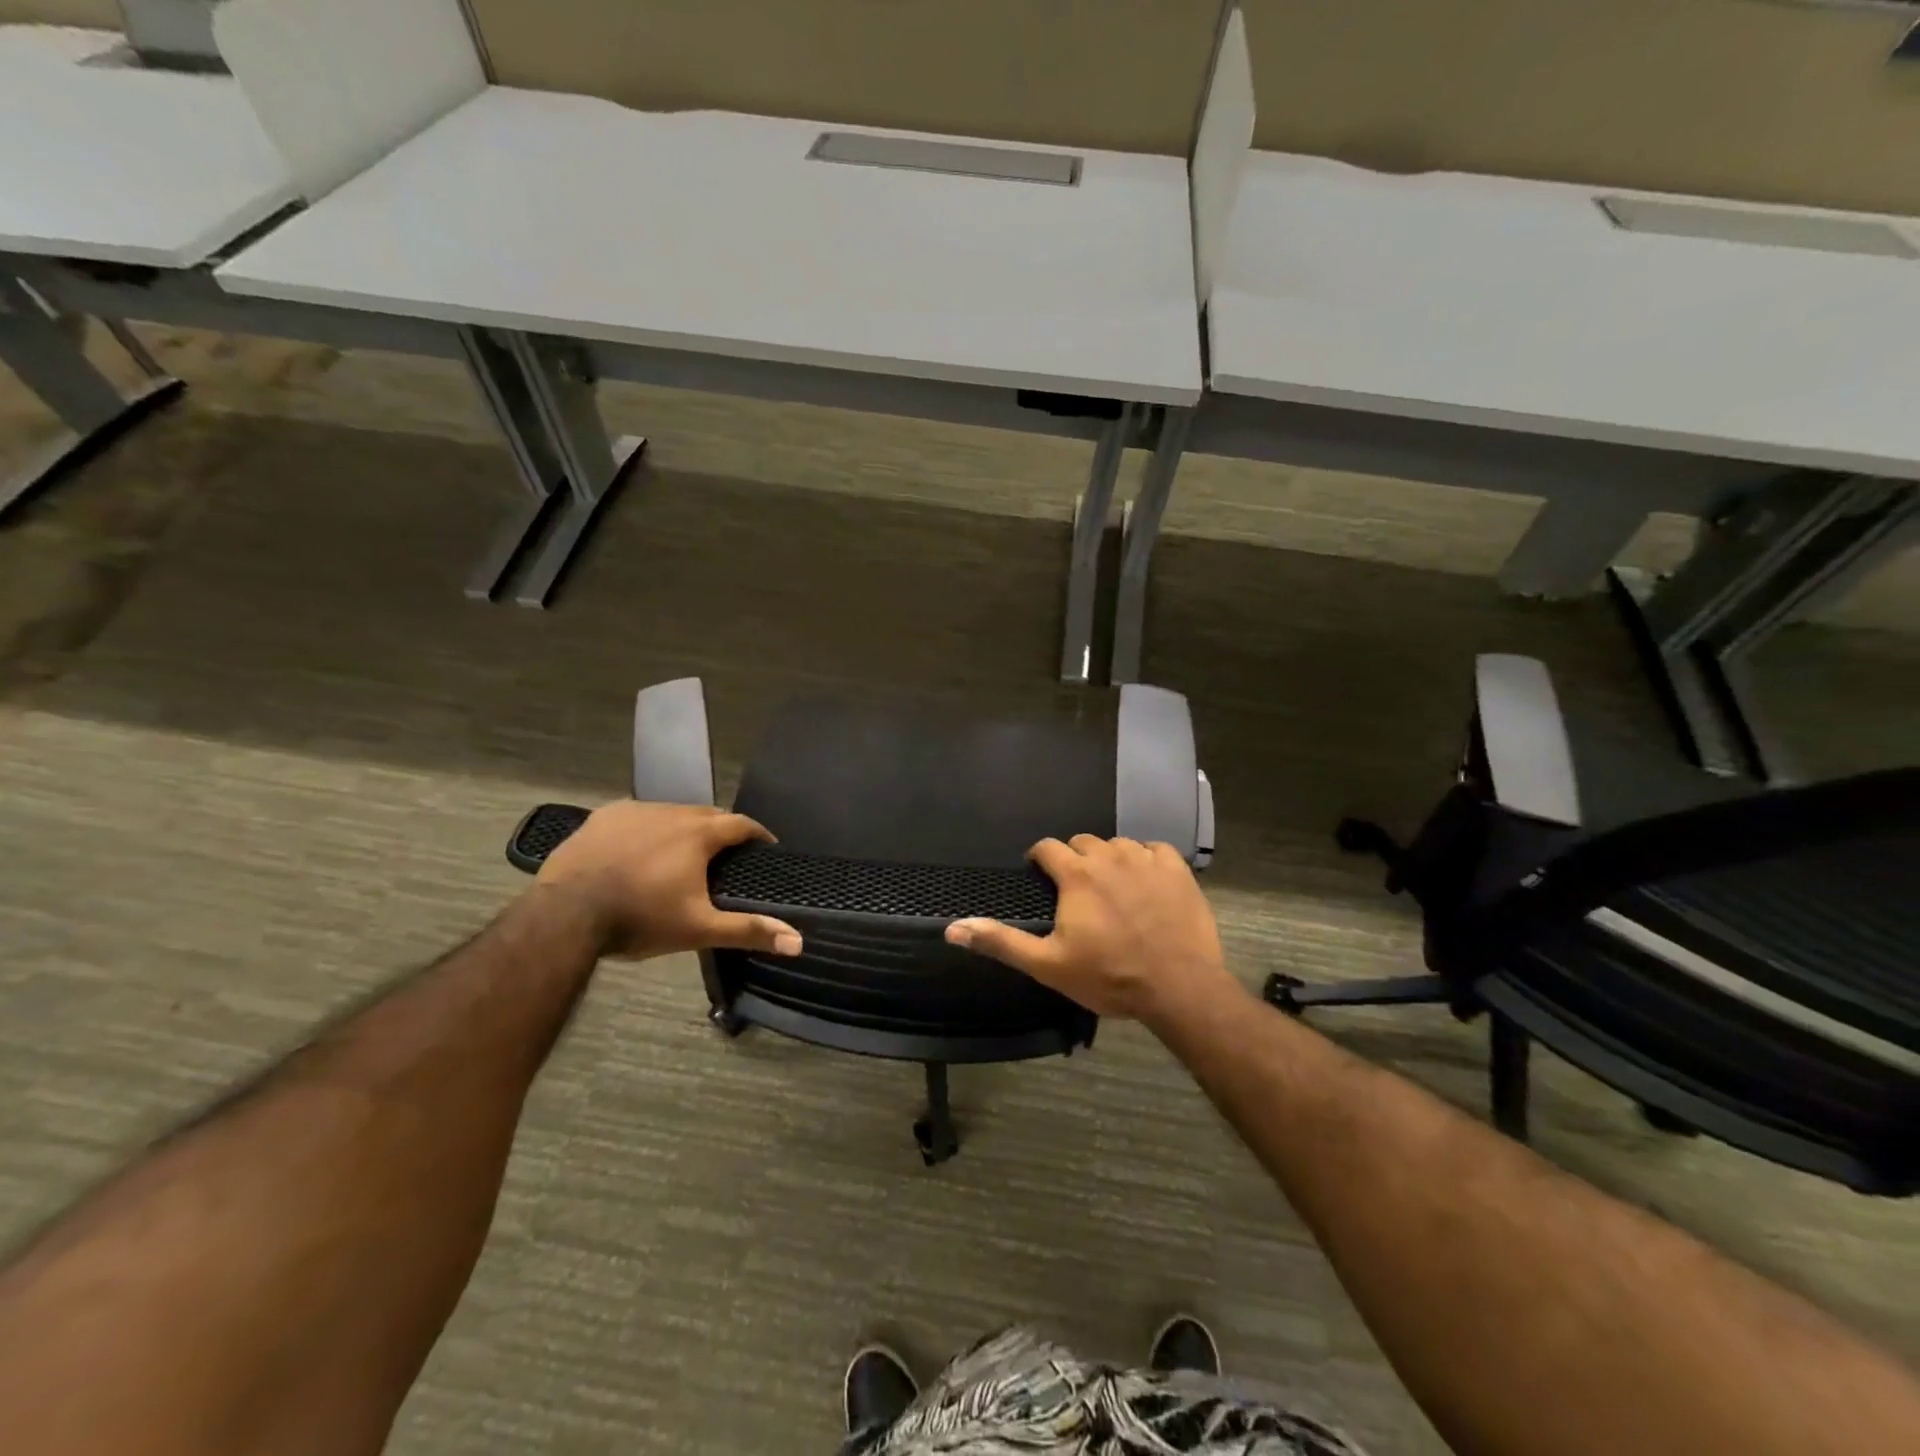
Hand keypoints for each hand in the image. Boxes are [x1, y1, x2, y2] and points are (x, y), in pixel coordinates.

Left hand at [535, 801, 802, 960]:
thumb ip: (749, 930)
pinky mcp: (603, 817)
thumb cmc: (640, 919)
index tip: (766, 848)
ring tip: (683, 854)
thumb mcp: (699, 929)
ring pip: (671, 813)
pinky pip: (637, 817)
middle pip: (707, 814)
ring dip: (683, 829)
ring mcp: (634, 811)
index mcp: (699, 833)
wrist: (566, 916)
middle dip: (721, 831)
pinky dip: (648, 830)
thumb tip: (798, 942)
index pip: (741, 824)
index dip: (757, 835)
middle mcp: (671, 811)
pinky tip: (639, 851)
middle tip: (726, 856)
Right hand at [944, 835, 1233, 1023]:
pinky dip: (1146, 861)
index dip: (1039, 859)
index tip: (1040, 876)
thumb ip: (1001, 942)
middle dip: (1074, 860)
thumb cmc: (1109, 976)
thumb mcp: (1047, 965)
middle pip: (1082, 843)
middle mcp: (1109, 855)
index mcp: (1076, 874)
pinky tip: (1147, 884)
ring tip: (1112, 890)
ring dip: (1109, 860)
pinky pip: (1154, 850)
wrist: (1179, 987)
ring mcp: (1146, 858)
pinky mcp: (1177, 868)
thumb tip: (952, 928)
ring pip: (1118, 845)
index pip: (1047, 847)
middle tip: (1077, 891)